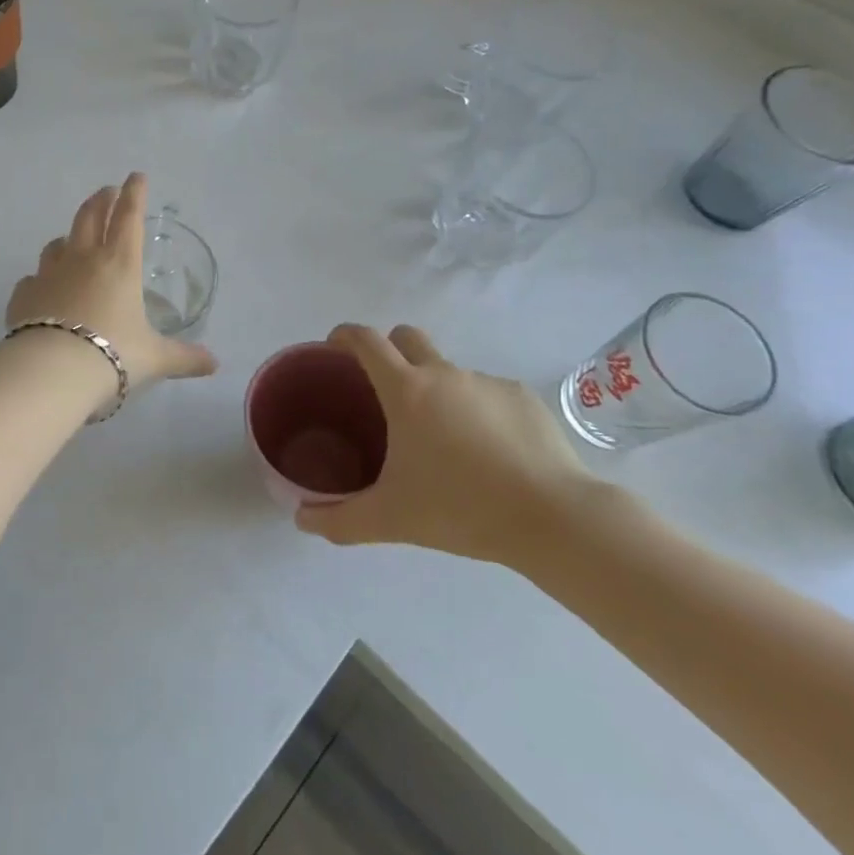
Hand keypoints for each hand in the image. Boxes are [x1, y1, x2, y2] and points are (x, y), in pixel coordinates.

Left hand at [5, 173, 218, 389]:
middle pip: (90, 216)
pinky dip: (41, 279)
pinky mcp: (24, 294)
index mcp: (120, 264)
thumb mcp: (154, 358)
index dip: (135, 194)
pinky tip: (43, 289)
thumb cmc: (112, 354)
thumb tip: (214, 365)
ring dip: (69, 237)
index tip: (136, 176)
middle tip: (107, 191)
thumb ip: (184, 358)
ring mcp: (49, 274)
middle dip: (101, 200)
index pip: (129, 217)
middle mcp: (83, 260)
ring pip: (57, 244)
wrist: (51, 371)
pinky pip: (33, 279)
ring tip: (73, 240)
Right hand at [295, 323, 601, 566]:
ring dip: (436, 389)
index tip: (334, 348)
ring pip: (449, 369)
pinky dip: (477, 410)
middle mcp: (444, 373)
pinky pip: (487, 393)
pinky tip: (489, 452)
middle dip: (389, 349)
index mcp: (406, 390)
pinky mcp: (522, 397)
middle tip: (384, 389)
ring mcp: (486, 382)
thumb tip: (300, 519)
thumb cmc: (460, 509)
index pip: (365, 340)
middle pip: (406, 336)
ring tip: (444, 439)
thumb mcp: (389, 519)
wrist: (553, 518)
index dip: (344, 335)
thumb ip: (339, 519)